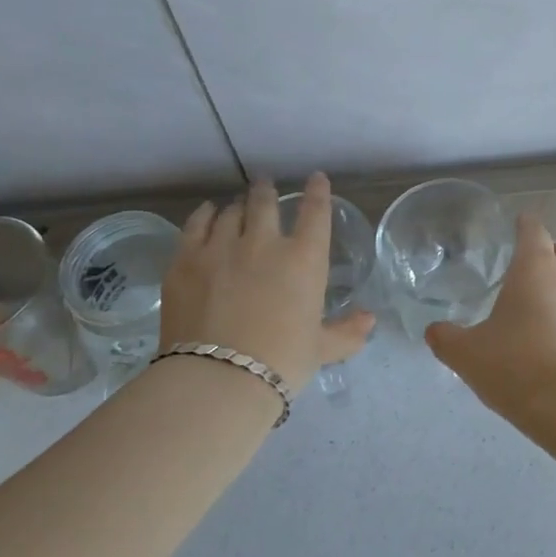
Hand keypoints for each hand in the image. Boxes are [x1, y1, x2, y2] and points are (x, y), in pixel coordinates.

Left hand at [159, 173, 375, 393]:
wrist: (217, 377)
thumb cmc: (280, 361)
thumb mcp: (320, 349)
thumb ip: (347, 332)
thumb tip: (369, 319)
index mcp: (304, 259)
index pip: (315, 213)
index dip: (318, 192)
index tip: (317, 178)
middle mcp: (264, 243)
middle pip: (266, 202)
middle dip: (267, 190)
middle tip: (265, 184)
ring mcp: (221, 247)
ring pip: (231, 212)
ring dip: (238, 205)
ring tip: (237, 204)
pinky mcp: (185, 260)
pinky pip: (196, 225)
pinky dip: (205, 214)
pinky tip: (208, 212)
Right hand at [425, 214, 555, 422]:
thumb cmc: (517, 364)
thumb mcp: (468, 354)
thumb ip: (446, 338)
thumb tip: (434, 330)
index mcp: (535, 267)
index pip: (533, 229)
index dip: (523, 225)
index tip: (513, 226)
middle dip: (547, 254)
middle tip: (522, 271)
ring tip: (528, 311)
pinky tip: (543, 340)